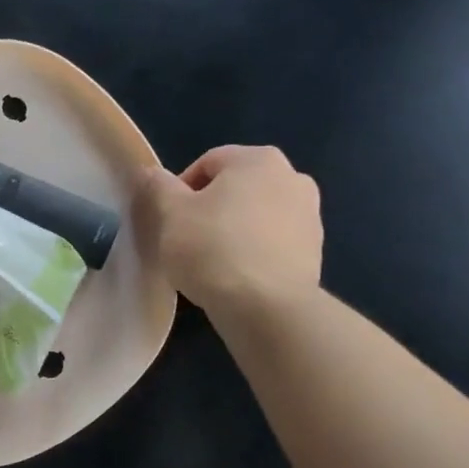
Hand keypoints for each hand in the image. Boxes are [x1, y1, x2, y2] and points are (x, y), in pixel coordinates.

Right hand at [136, 146, 323, 324]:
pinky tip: (234, 275)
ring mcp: (310, 215)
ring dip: (233, 229)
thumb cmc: (213, 249)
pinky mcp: (315, 251)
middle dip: (210, 208)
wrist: (266, 308)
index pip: (208, 163)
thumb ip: (159, 186)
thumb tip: (152, 173)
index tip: (169, 219)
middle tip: (186, 237)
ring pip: (256, 214)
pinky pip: (273, 241)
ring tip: (211, 260)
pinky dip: (253, 250)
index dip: (181, 189)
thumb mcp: (171, 214)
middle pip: (236, 187)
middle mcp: (292, 177)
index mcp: (258, 159)